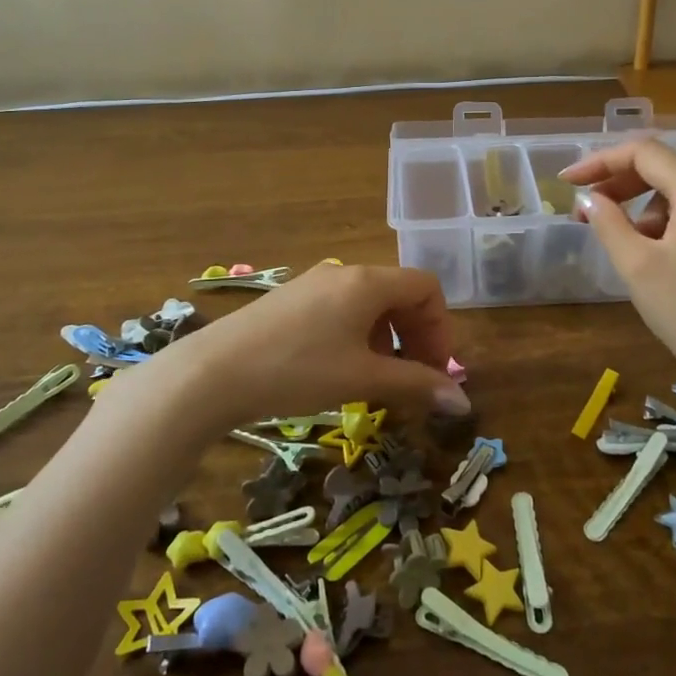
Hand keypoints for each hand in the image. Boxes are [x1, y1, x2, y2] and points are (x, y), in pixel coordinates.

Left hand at [131, 264, 470, 437]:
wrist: (213, 373)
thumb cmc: (298, 370)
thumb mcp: (363, 379)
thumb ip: (416, 385)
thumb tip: (462, 403)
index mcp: (368, 282)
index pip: (425, 287)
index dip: (440, 328)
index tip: (435, 369)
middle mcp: (344, 273)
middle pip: (399, 293)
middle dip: (416, 335)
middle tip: (415, 378)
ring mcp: (314, 283)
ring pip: (369, 303)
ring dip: (387, 338)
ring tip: (378, 379)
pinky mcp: (291, 300)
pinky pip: (341, 309)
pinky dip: (358, 335)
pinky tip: (341, 369)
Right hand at [561, 139, 675, 407]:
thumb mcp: (637, 266)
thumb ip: (608, 222)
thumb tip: (590, 198)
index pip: (645, 153)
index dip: (601, 162)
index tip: (568, 181)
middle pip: (664, 168)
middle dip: (620, 185)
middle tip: (586, 210)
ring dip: (644, 209)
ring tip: (627, 247)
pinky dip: (668, 222)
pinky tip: (655, 254)